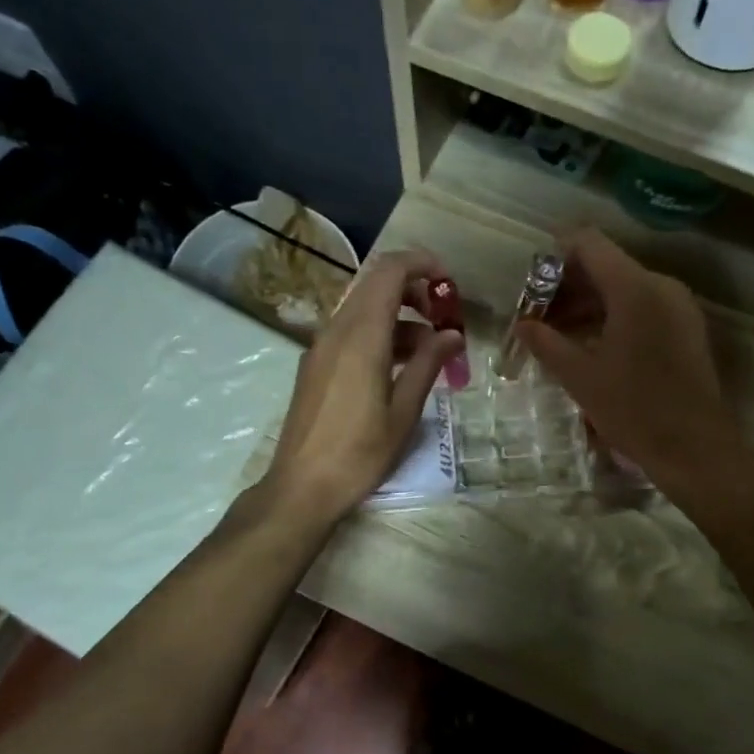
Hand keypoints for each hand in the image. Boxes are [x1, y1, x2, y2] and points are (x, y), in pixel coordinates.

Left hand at [263, 248, 463, 525]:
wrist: (301, 488)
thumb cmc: (359, 454)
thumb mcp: (404, 412)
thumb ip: (429, 365)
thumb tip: (452, 335)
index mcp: (362, 337)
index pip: (390, 272)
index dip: (423, 265)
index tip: (450, 283)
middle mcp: (337, 331)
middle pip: (376, 285)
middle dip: (415, 291)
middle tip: (445, 319)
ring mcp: (321, 347)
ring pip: (364, 310)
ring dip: (400, 317)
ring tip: (432, 351)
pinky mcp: (315, 365)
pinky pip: (351, 332)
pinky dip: (381, 335)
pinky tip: (401, 368)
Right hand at [515, 228, 747, 493]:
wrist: (694, 448)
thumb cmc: (633, 410)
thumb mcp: (580, 377)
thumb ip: (546, 343)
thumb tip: (522, 325)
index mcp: (634, 288)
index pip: (588, 244)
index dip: (555, 256)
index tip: (532, 285)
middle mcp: (661, 285)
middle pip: (607, 266)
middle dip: (568, 286)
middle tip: (538, 317)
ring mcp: (679, 307)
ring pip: (625, 289)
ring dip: (590, 305)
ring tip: (559, 336)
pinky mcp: (687, 328)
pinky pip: (644, 307)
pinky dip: (614, 317)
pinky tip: (592, 347)